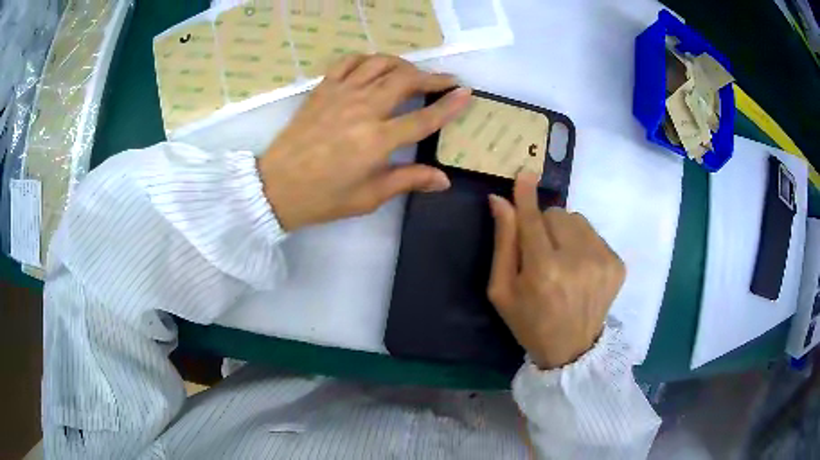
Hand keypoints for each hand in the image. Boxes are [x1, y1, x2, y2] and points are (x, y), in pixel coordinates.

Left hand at [257, 54, 471, 230]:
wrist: (277, 186)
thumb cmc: (323, 197)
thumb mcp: (369, 197)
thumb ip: (408, 180)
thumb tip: (444, 179)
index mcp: (377, 140)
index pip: (424, 117)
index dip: (449, 105)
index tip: (466, 92)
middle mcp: (363, 109)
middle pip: (406, 80)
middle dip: (432, 77)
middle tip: (447, 80)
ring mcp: (341, 94)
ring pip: (380, 64)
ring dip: (403, 64)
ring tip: (413, 73)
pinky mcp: (323, 89)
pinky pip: (349, 62)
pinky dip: (367, 60)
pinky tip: (374, 67)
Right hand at [487, 173, 625, 369]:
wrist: (572, 349)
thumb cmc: (529, 321)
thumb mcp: (502, 290)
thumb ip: (504, 243)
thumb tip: (500, 201)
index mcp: (543, 272)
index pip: (533, 220)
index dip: (526, 195)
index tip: (524, 173)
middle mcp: (577, 262)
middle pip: (557, 214)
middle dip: (545, 225)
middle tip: (542, 253)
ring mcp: (603, 261)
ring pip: (577, 219)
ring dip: (566, 232)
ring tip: (563, 260)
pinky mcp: (617, 264)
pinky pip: (594, 233)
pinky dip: (583, 243)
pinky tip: (580, 269)